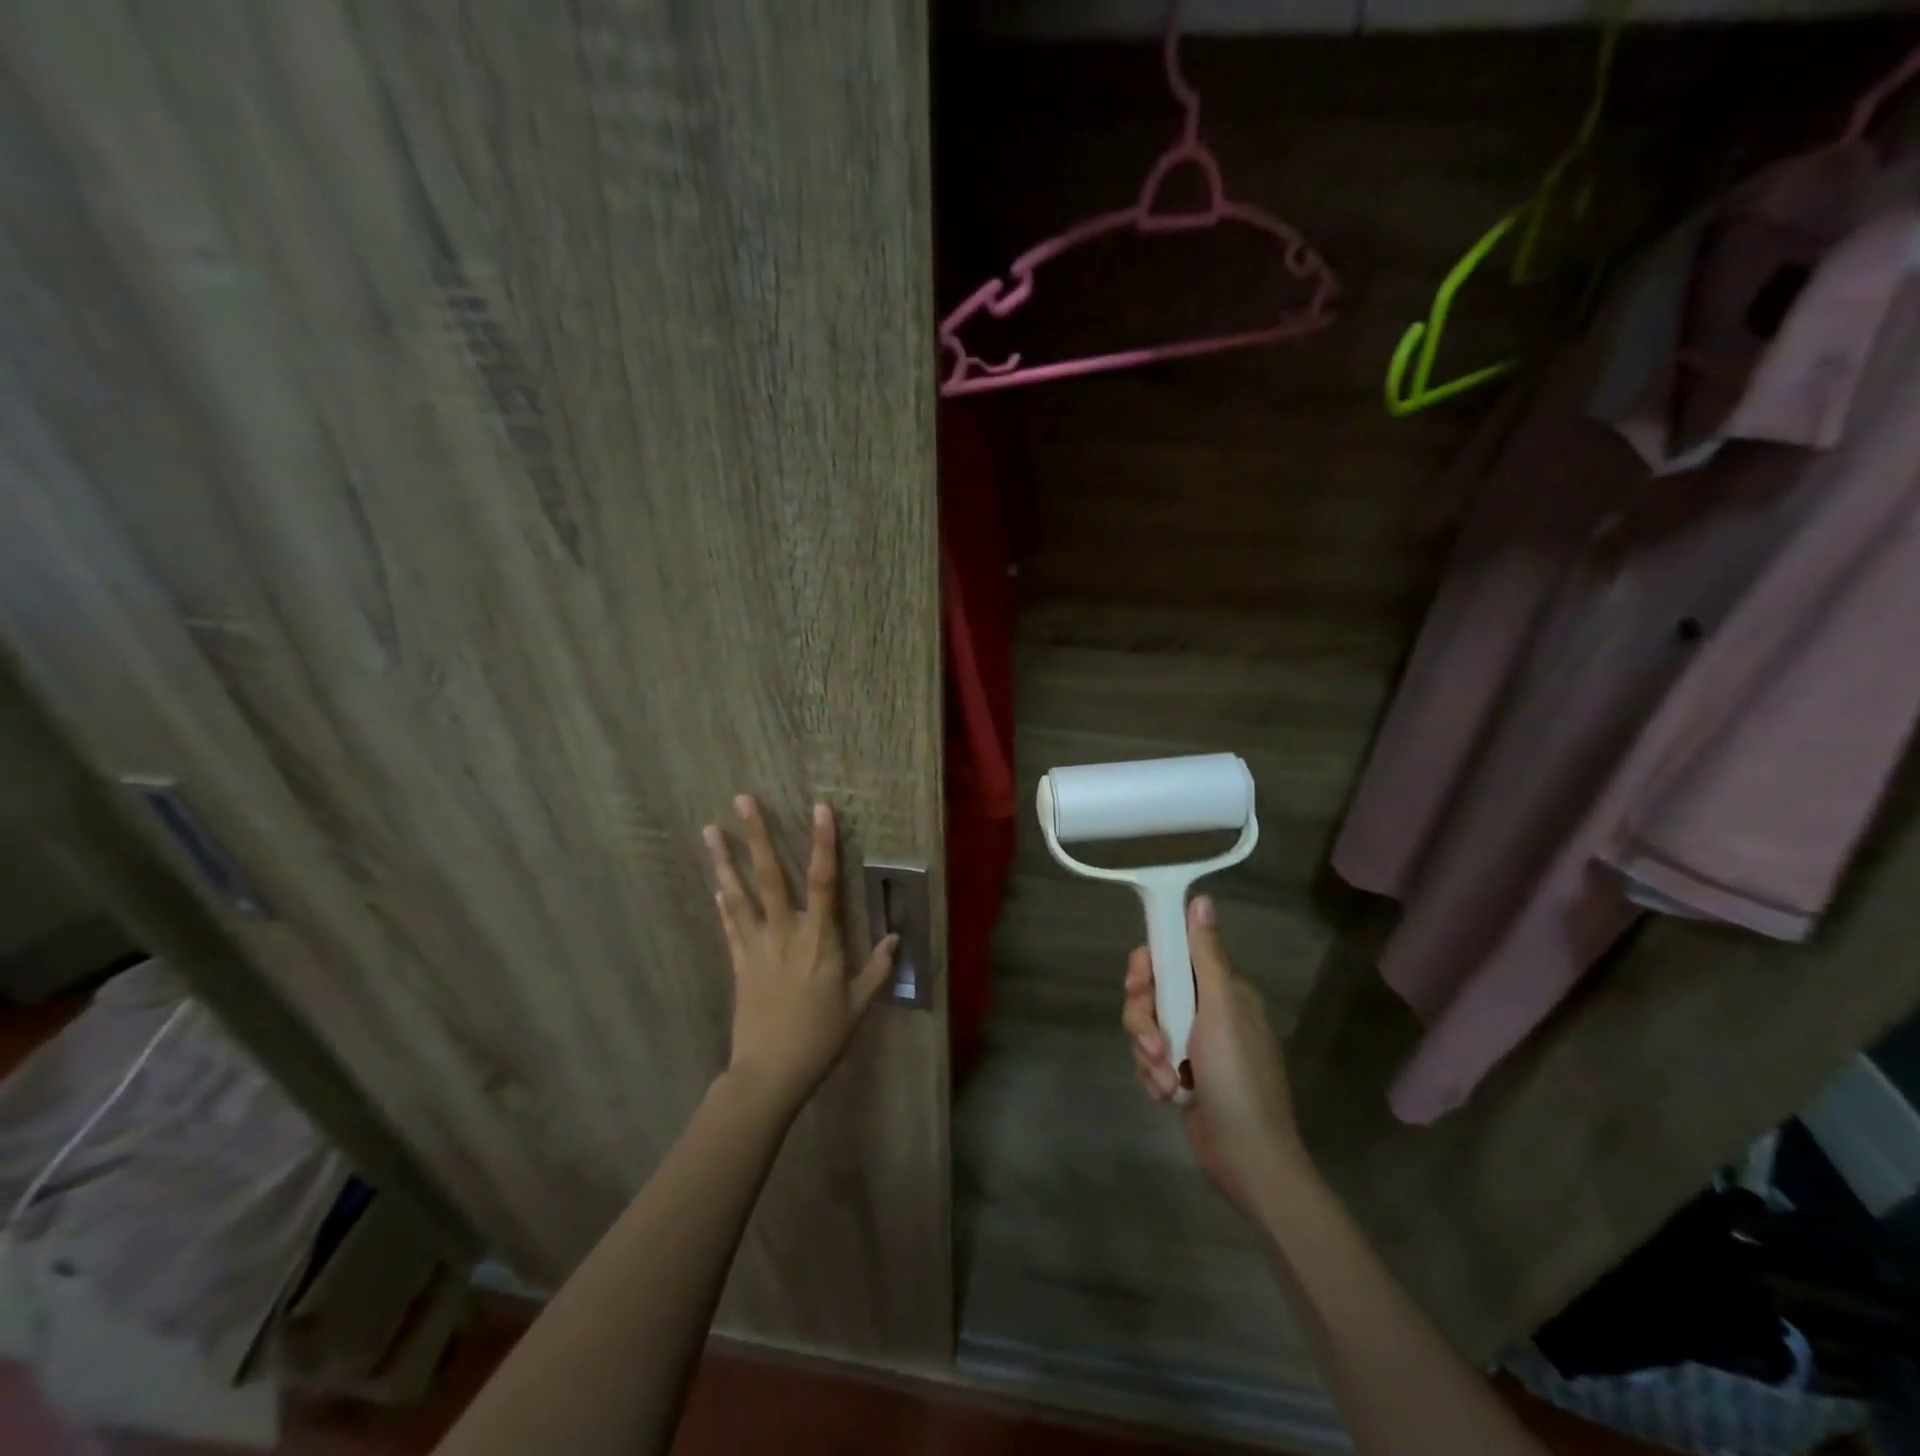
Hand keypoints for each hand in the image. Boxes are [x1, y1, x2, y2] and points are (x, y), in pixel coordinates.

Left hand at [704, 796, 897, 1110]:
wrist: (770, 1073)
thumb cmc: (821, 1038)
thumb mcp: (858, 1006)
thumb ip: (878, 969)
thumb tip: (896, 936)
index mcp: (820, 940)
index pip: (824, 881)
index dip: (823, 844)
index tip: (819, 809)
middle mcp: (786, 933)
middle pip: (771, 876)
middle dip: (757, 836)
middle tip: (741, 800)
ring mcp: (757, 946)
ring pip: (739, 894)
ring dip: (724, 861)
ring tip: (710, 830)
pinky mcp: (739, 963)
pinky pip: (731, 926)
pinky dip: (724, 903)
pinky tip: (715, 884)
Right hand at [1122, 896, 1307, 1214]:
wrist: (1247, 1157)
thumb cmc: (1237, 1077)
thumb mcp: (1220, 1010)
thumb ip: (1205, 955)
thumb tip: (1200, 898)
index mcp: (1222, 989)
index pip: (1173, 956)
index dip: (1149, 967)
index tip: (1139, 984)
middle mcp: (1208, 1011)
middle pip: (1153, 993)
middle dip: (1143, 1020)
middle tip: (1151, 1044)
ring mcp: (1195, 1044)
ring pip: (1147, 1027)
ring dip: (1149, 1054)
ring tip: (1167, 1081)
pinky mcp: (1183, 1073)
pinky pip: (1151, 1059)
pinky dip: (1155, 1076)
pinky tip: (1170, 1096)